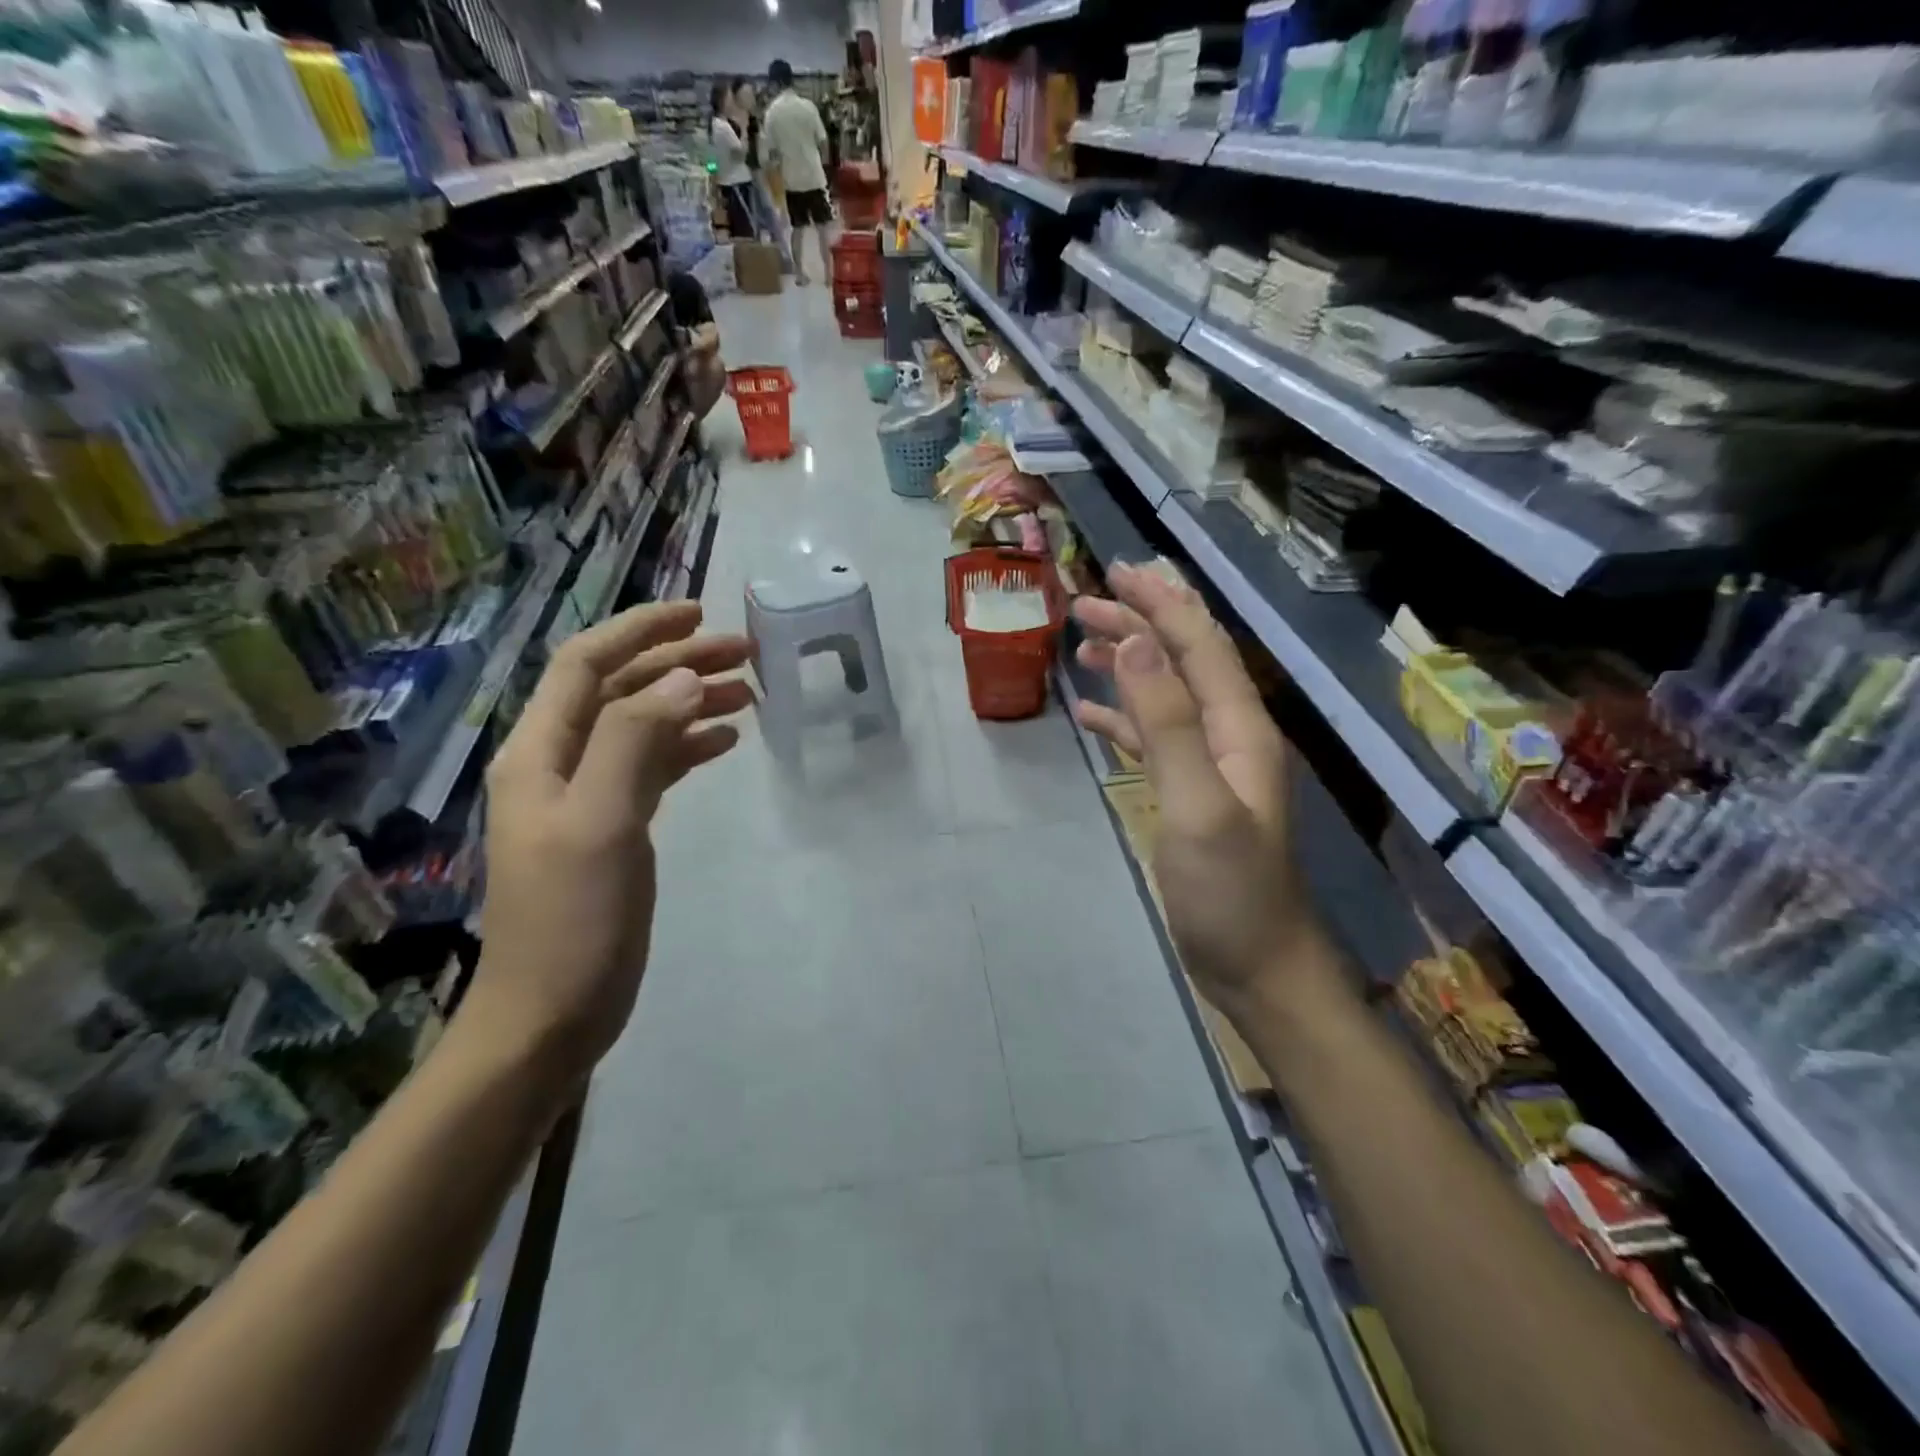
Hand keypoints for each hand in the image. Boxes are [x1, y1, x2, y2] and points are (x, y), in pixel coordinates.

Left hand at [462, 603, 751, 1084]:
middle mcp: (560, 763)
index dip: (640, 631)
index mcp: (542, 752)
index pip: (588, 664)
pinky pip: (654, 766)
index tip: (700, 614)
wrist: (550, 1013)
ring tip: (749, 693)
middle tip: (745, 653)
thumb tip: (682, 678)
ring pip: (643, 726)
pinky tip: (725, 741)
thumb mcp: (601, 823)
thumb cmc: (573, 920)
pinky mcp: (615, 826)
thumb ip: (635, 742)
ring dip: (690, 701)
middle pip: (621, 690)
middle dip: (678, 663)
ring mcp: (588, 795)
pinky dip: (688, 746)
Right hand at [1072, 563, 1327, 1014]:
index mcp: (1240, 727)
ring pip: (1164, 695)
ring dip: (1126, 664)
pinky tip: (1090, 712)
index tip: (1117, 571)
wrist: (1257, 966)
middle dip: (1137, 625)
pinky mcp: (1188, 793)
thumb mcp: (1198, 804)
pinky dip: (1122, 716)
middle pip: (1182, 661)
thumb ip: (1168, 724)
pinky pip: (1152, 738)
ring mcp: (1209, 765)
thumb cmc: (1230, 892)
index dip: (1161, 603)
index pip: (1200, 645)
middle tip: (1082, 603)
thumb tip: (1135, 648)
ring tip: (1080, 645)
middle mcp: (1228, 735)